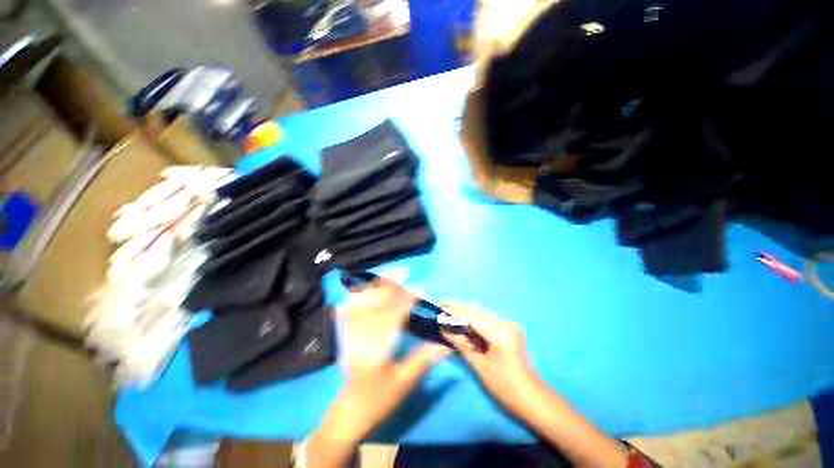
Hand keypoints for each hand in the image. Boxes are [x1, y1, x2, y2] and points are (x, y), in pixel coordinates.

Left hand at [307, 279, 448, 466]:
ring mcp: (351, 337)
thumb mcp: (404, 383)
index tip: (418, 290)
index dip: (406, 301)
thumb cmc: (379, 400)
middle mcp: (362, 339)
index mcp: (378, 350)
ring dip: (373, 289)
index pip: (393, 317)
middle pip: (376, 306)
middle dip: (389, 288)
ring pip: (361, 306)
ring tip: (385, 276)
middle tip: (402, 275)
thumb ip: (423, 360)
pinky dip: (354, 300)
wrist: (351, 412)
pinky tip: (358, 291)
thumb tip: (445, 344)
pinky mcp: (346, 338)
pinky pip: (347, 314)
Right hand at [441, 303, 536, 413]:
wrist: (533, 398)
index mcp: (500, 332)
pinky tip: (465, 322)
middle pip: (477, 312)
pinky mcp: (510, 330)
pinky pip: (489, 321)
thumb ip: (461, 344)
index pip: (472, 316)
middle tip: (443, 305)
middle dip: (459, 309)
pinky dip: (476, 320)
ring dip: (467, 313)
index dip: (455, 310)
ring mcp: (510, 326)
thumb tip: (444, 329)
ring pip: (483, 314)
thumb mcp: (479, 365)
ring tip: (450, 312)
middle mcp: (506, 323)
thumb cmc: (505, 386)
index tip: (440, 306)